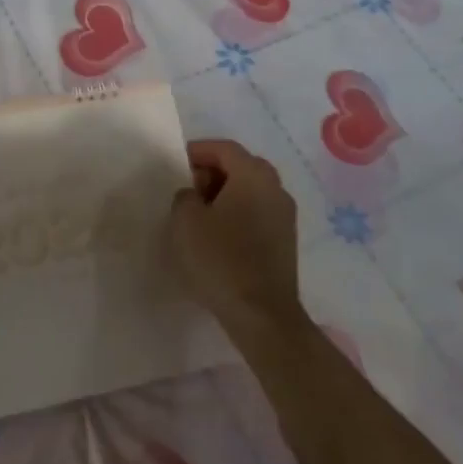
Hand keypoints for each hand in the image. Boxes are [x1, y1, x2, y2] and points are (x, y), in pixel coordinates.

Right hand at [170, 139, 306, 338]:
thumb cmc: (221, 259)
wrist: (262, 315)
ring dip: (224, 196)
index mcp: (254, 174)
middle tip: (187, 191)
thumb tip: (195, 196)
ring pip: (250, 191)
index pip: (224, 148)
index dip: (198, 151)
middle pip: (240, 166)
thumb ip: (185, 196)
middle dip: (211, 173)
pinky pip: (257, 213)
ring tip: (199, 217)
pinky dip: (237, 215)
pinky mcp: (286, 241)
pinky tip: (218, 238)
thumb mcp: (185, 221)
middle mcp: (276, 188)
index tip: (176, 165)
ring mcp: (285, 216)